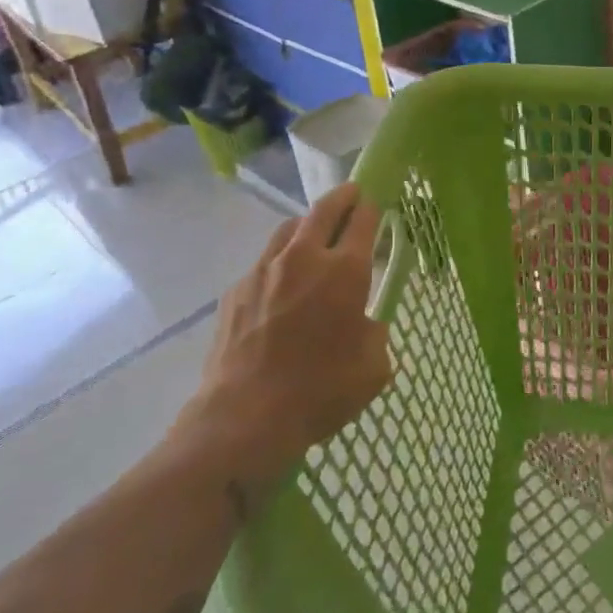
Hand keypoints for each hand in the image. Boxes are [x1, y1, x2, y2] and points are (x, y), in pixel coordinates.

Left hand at [171, 183, 392, 492]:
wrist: (243, 418)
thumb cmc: (320, 391)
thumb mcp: (372, 368)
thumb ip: (375, 334)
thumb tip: (364, 325)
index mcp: (344, 270)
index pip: (363, 221)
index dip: (372, 208)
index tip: (376, 203)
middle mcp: (304, 258)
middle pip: (324, 209)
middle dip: (342, 197)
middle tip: (352, 194)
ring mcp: (264, 270)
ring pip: (288, 229)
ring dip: (306, 224)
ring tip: (313, 234)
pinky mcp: (236, 290)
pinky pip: (263, 263)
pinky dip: (279, 262)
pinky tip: (281, 286)